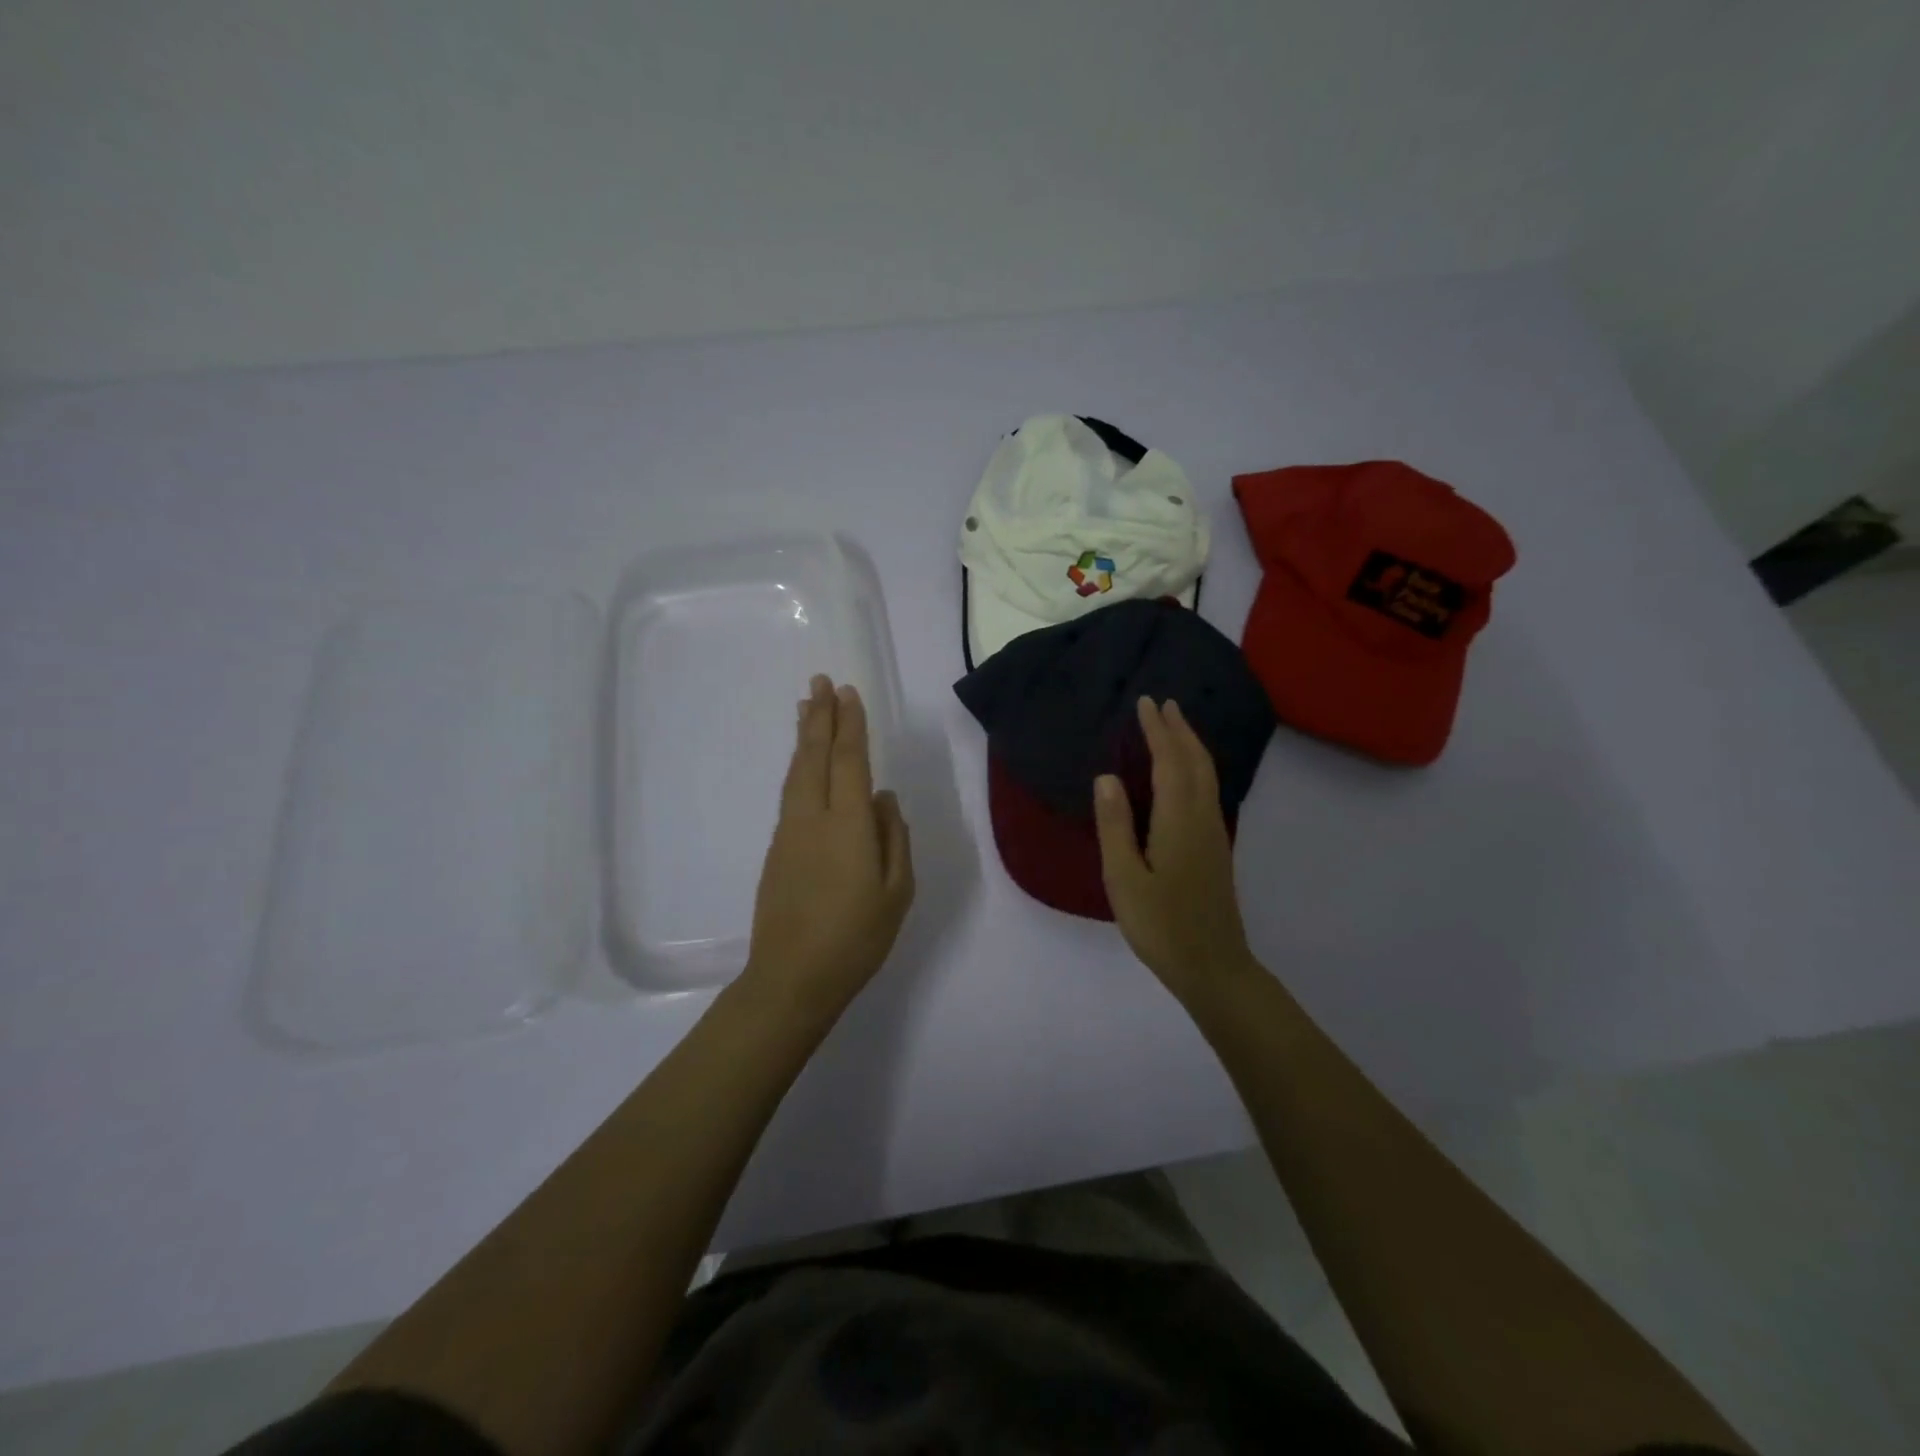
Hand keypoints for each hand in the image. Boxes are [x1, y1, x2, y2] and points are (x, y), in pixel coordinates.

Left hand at [745, 675, 914, 1013]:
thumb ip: (893, 838)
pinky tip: (803, 763)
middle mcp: (813, 817)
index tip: (848, 693)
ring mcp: (789, 832)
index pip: (849, 761)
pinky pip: (791, 793)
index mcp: (847, 825)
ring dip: (804, 736)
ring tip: (807, 707)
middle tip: (820, 681)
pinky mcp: (777, 849)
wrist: (791, 978)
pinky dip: (798, 766)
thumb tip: (883, 798)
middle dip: (820, 716)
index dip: (850, 725)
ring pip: (797, 772)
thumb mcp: (896, 892)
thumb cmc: (856, 938)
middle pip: (815, 756)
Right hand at [1093, 697, 1258, 1000]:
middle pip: (1196, 762)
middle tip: (1164, 704)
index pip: (1169, 762)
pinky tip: (1186, 776)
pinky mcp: (1216, 849)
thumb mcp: (1123, 877)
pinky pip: (1208, 790)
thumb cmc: (1161, 924)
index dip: (1157, 731)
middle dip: (1180, 730)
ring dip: (1191, 746)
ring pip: (1207, 775)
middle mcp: (1202, 818)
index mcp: (1179, 820)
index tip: (1146, 703)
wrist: (1213, 966)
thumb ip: (1115, 825)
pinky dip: (1196, 768)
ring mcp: (1214, 833)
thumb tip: (1106, 777)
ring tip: (1175, 728)